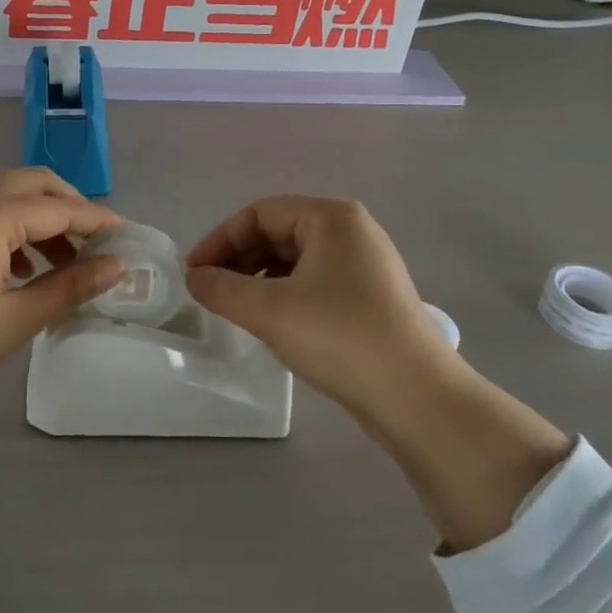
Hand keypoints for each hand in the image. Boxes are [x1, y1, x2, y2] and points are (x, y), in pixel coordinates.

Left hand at [0, 169, 123, 472]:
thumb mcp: (16, 319)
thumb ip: (70, 286)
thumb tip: (116, 267)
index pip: (60, 208)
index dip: (98, 221)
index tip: (128, 236)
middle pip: (34, 184)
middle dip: (70, 206)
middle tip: (97, 240)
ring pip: (8, 195)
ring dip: (41, 218)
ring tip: (64, 263)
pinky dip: (12, 227)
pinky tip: (21, 269)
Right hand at [184, 196, 455, 439]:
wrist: (419, 399)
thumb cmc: (341, 338)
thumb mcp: (270, 311)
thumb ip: (222, 289)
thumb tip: (193, 277)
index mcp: (331, 218)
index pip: (259, 213)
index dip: (219, 240)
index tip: (192, 273)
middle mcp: (351, 231)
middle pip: (278, 233)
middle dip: (238, 260)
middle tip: (210, 293)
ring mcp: (365, 265)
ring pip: (295, 260)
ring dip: (258, 279)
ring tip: (235, 310)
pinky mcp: (370, 298)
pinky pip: (314, 282)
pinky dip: (284, 295)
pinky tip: (271, 324)